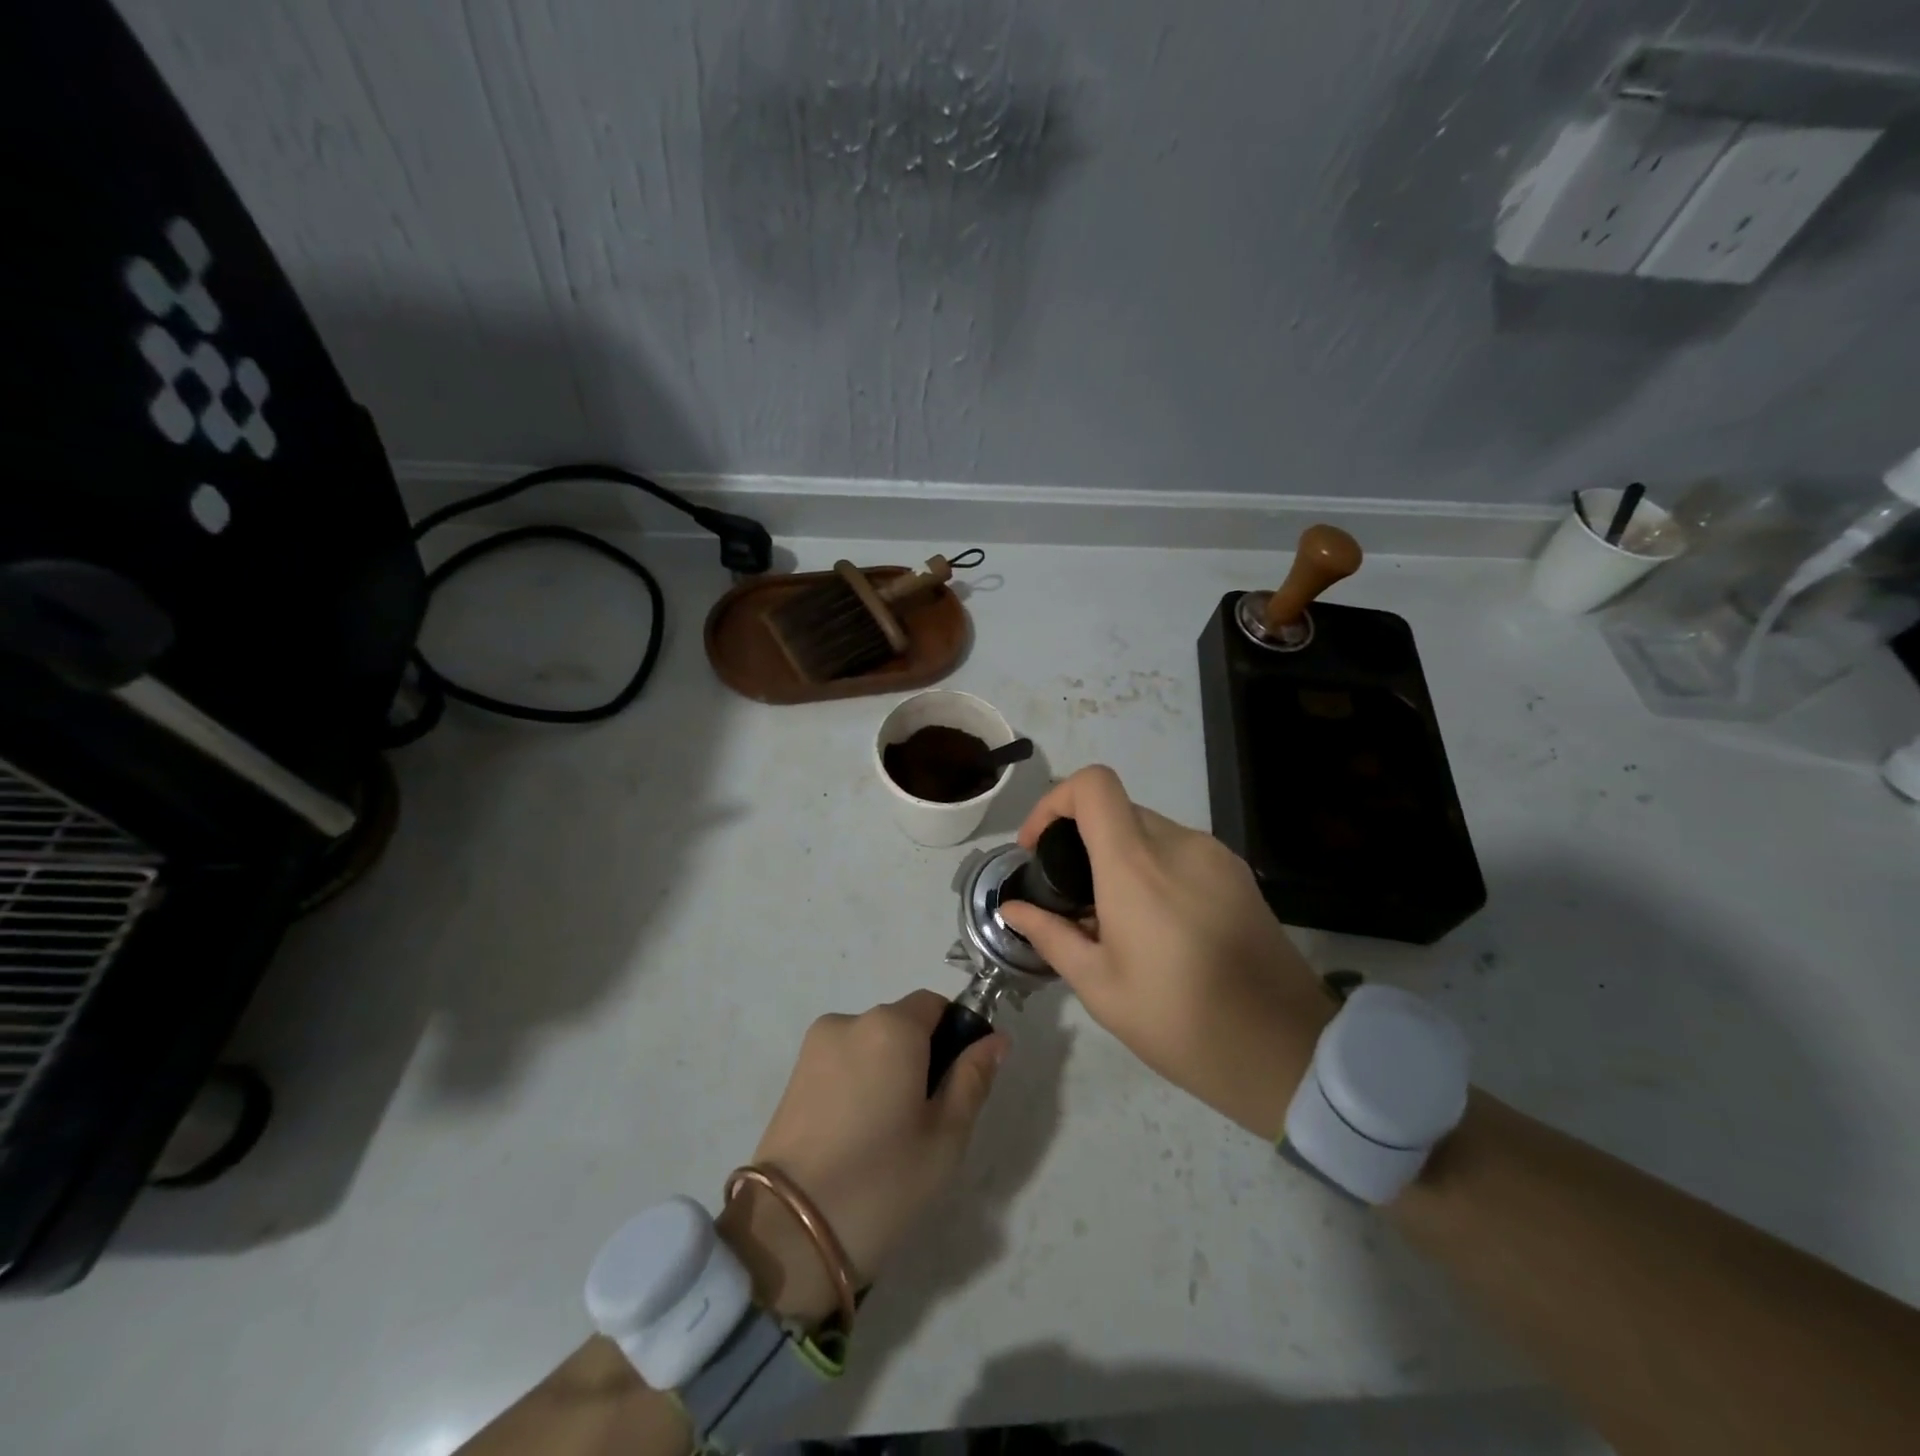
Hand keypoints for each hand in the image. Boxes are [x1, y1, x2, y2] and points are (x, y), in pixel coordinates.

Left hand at [719, 991, 1004, 1325]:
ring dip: (887, 1072)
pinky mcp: (793, 1076)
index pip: (936, 1004)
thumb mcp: (946, 1137)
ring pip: (871, 1046)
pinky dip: (858, 1085)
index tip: (956, 1084)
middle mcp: (850, 1021)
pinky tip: (856, 1137)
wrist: (787, 1234)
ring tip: (886, 1136)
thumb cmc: (882, 1181)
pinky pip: (842, 1064)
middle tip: (926, 1120)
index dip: (954, 1035)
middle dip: (920, 1057)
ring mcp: (815, 1048)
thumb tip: (996, 1039)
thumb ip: (972, 1078)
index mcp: (892, 1027)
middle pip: (902, 1024)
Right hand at [997, 765, 1332, 1139]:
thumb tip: (1012, 908)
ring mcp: (1215, 855)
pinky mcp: (1239, 873)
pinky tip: (1158, 923)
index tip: (1038, 847)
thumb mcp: (1099, 986)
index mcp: (1136, 865)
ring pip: (1149, 829)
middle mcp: (1178, 843)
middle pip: (1117, 809)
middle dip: (1083, 840)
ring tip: (1116, 918)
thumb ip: (1050, 934)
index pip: (1092, 785)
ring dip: (1120, 857)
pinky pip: (1181, 850)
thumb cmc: (1178, 1021)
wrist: (1284, 1051)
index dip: (1055, 801)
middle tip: (1073, 898)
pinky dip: (1154, 868)